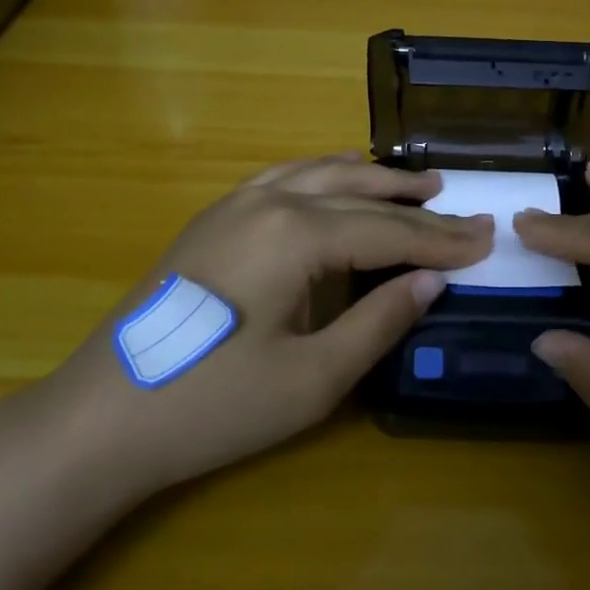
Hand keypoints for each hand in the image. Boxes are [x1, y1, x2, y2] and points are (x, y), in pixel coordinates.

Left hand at [42, 155, 490, 495]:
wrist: (101, 417)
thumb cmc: (213, 406)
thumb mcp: (312, 378)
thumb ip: (379, 322)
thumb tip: (430, 281)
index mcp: (296, 234)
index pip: (388, 231)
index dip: (441, 241)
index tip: (488, 241)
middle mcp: (269, 200)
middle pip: (361, 197)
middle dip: (418, 208)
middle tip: (467, 214)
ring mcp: (236, 203)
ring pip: (322, 174)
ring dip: (375, 178)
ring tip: (420, 183)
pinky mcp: (215, 217)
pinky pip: (285, 177)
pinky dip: (326, 173)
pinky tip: (341, 174)